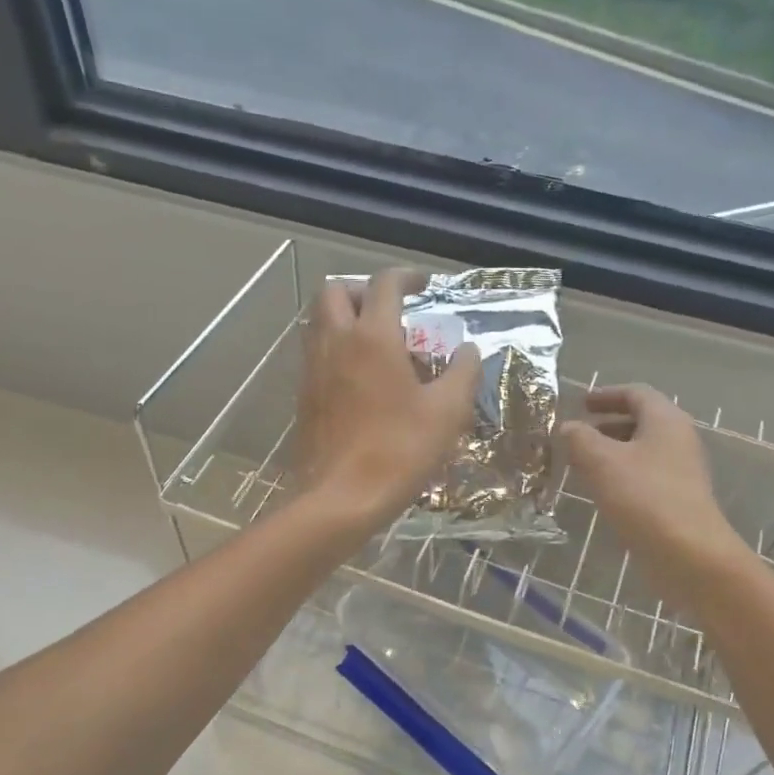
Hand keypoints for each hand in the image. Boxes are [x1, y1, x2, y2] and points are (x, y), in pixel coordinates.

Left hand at [295, 270, 479, 531]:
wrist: (340, 498)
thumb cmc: (399, 451)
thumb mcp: (447, 412)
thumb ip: (463, 373)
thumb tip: (469, 350)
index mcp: (373, 337)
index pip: (385, 285)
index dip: (407, 276)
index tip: (424, 284)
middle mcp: (336, 342)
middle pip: (336, 291)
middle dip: (363, 290)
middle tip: (391, 310)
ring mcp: (313, 368)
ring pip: (320, 320)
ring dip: (346, 317)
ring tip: (377, 342)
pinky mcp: (304, 395)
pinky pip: (316, 351)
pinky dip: (336, 346)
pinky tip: (361, 377)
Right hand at [560, 385, 748, 597]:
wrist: (689, 554)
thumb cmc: (644, 497)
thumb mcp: (601, 461)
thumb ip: (579, 438)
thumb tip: (568, 427)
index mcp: (665, 420)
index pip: (636, 393)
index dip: (606, 394)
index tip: (580, 403)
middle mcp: (679, 439)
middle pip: (641, 420)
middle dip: (607, 425)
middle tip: (577, 434)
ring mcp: (682, 471)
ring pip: (643, 450)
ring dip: (612, 452)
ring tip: (582, 464)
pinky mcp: (679, 499)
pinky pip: (646, 475)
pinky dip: (622, 475)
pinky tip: (602, 492)